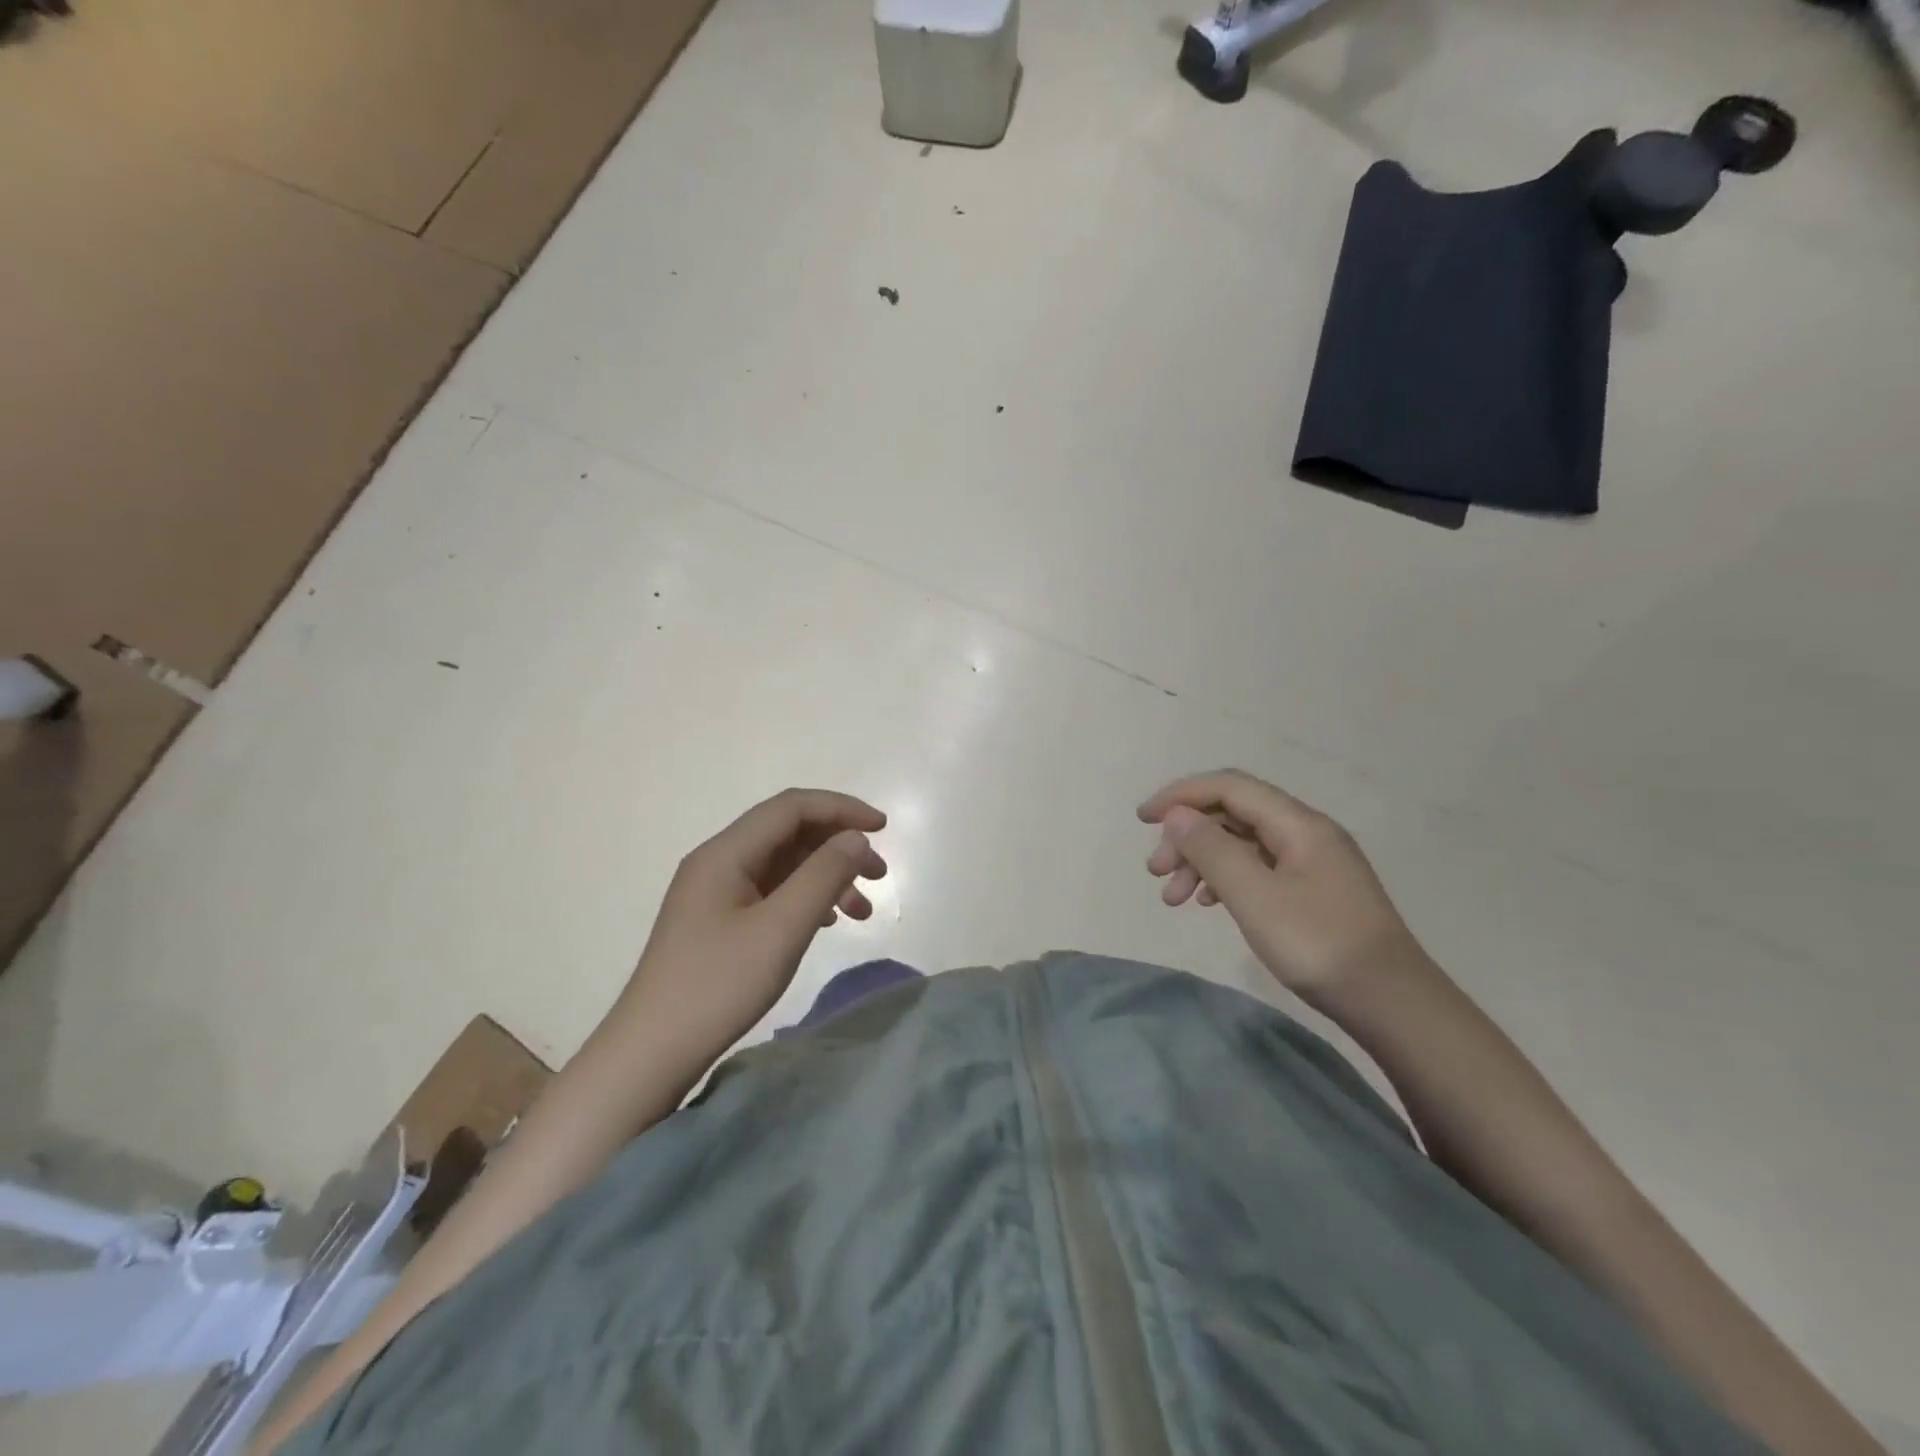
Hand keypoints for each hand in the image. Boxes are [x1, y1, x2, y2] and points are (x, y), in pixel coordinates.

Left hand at [627, 789, 888, 1044]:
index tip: (884, 828)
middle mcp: (718, 861)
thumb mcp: (781, 929)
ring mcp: (716, 892)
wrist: (651, 1053)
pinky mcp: (717, 920)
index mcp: (726, 853)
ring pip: (783, 864)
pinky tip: (827, 923)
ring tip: (862, 911)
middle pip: (789, 832)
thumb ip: (823, 876)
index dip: (841, 809)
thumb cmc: (718, 986)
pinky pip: (771, 891)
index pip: (791, 807)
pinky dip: (806, 898)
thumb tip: (855, 838)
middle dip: (839, 846)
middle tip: (880, 875)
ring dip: (827, 876)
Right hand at [1139, 769, 1425, 1004]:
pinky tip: (1210, 904)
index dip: (1181, 795)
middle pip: (1233, 815)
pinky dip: (1225, 879)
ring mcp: (1313, 862)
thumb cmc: (1319, 944)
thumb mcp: (1254, 896)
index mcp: (1297, 823)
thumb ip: (1211, 849)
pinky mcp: (1314, 891)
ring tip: (1174, 899)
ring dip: (1202, 862)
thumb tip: (1177, 815)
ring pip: (1243, 844)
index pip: (1228, 787)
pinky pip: (1258, 868)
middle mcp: (1306, 832)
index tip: (1143, 820)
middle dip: (1187, 836)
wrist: (1394, 1004)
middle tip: (1156, 872)